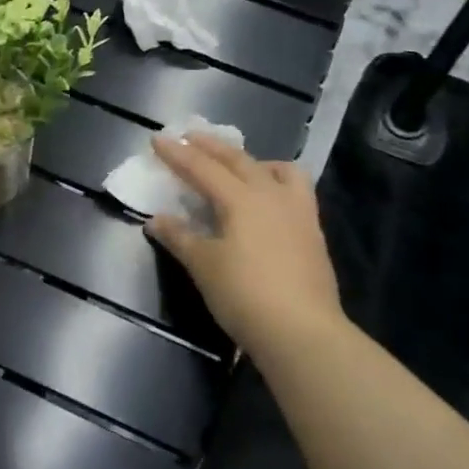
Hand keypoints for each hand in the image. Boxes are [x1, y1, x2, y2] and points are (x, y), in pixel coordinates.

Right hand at [144, 135, 344, 349]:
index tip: (157, 139)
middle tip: (190, 137)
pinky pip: (294, 190)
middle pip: (238, 160)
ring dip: (253, 161)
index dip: (177, 154)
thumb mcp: (203, 265)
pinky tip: (267, 200)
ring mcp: (298, 212)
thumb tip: (156, 220)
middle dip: (211, 147)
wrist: (302, 331)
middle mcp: (271, 195)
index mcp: (241, 199)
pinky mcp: (312, 232)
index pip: (202, 168)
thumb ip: (179, 237)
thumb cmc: (244, 295)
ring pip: (277, 170)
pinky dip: (275, 182)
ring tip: (239, 166)